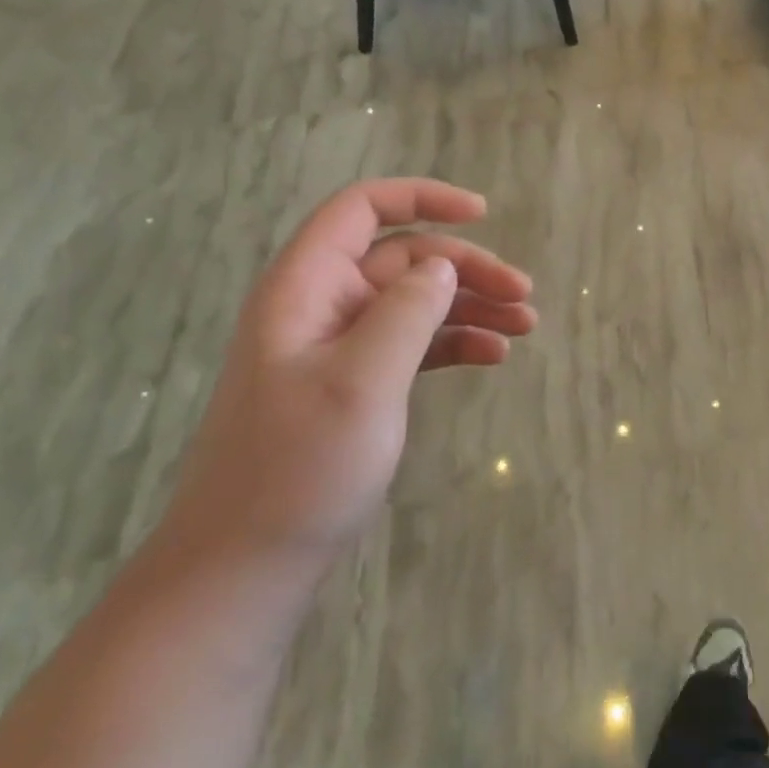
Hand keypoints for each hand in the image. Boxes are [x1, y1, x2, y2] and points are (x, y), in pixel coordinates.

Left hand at [161, 179, 535, 580]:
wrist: (243, 570)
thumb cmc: (299, 468)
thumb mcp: (361, 381)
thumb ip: (406, 311)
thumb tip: (443, 266)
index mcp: (306, 287)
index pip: (362, 209)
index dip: (422, 198)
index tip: (483, 213)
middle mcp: (321, 306)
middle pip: (404, 258)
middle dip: (467, 268)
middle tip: (524, 295)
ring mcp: (337, 348)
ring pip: (414, 302)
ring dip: (470, 306)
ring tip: (525, 326)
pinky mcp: (353, 386)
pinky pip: (412, 345)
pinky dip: (453, 343)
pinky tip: (493, 356)